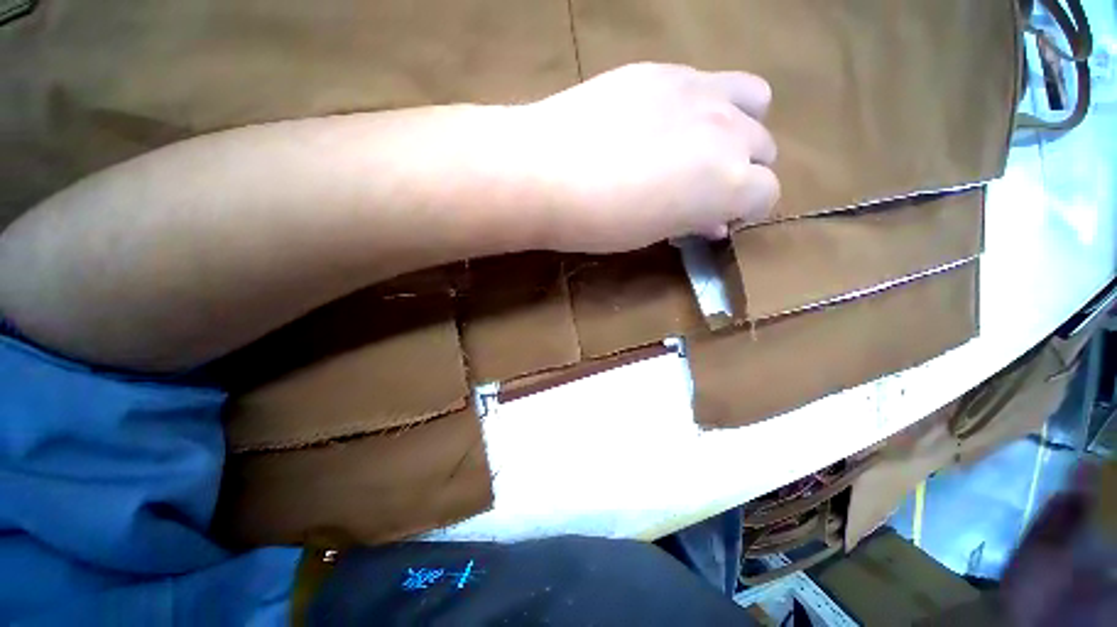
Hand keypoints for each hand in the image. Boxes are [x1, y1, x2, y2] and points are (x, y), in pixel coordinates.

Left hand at [516, 62, 778, 252]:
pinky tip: (663, 122)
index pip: (767, 194)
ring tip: (700, 145)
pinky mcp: (664, 71)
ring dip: (738, 126)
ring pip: (753, 101)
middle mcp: (729, 131)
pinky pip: (706, 81)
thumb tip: (712, 219)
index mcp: (728, 183)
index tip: (716, 219)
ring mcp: (699, 91)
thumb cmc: (598, 221)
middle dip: (743, 170)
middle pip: (763, 147)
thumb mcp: (652, 233)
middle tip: (702, 187)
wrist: (545, 172)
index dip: (745, 210)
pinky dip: (701, 105)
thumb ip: (691, 221)